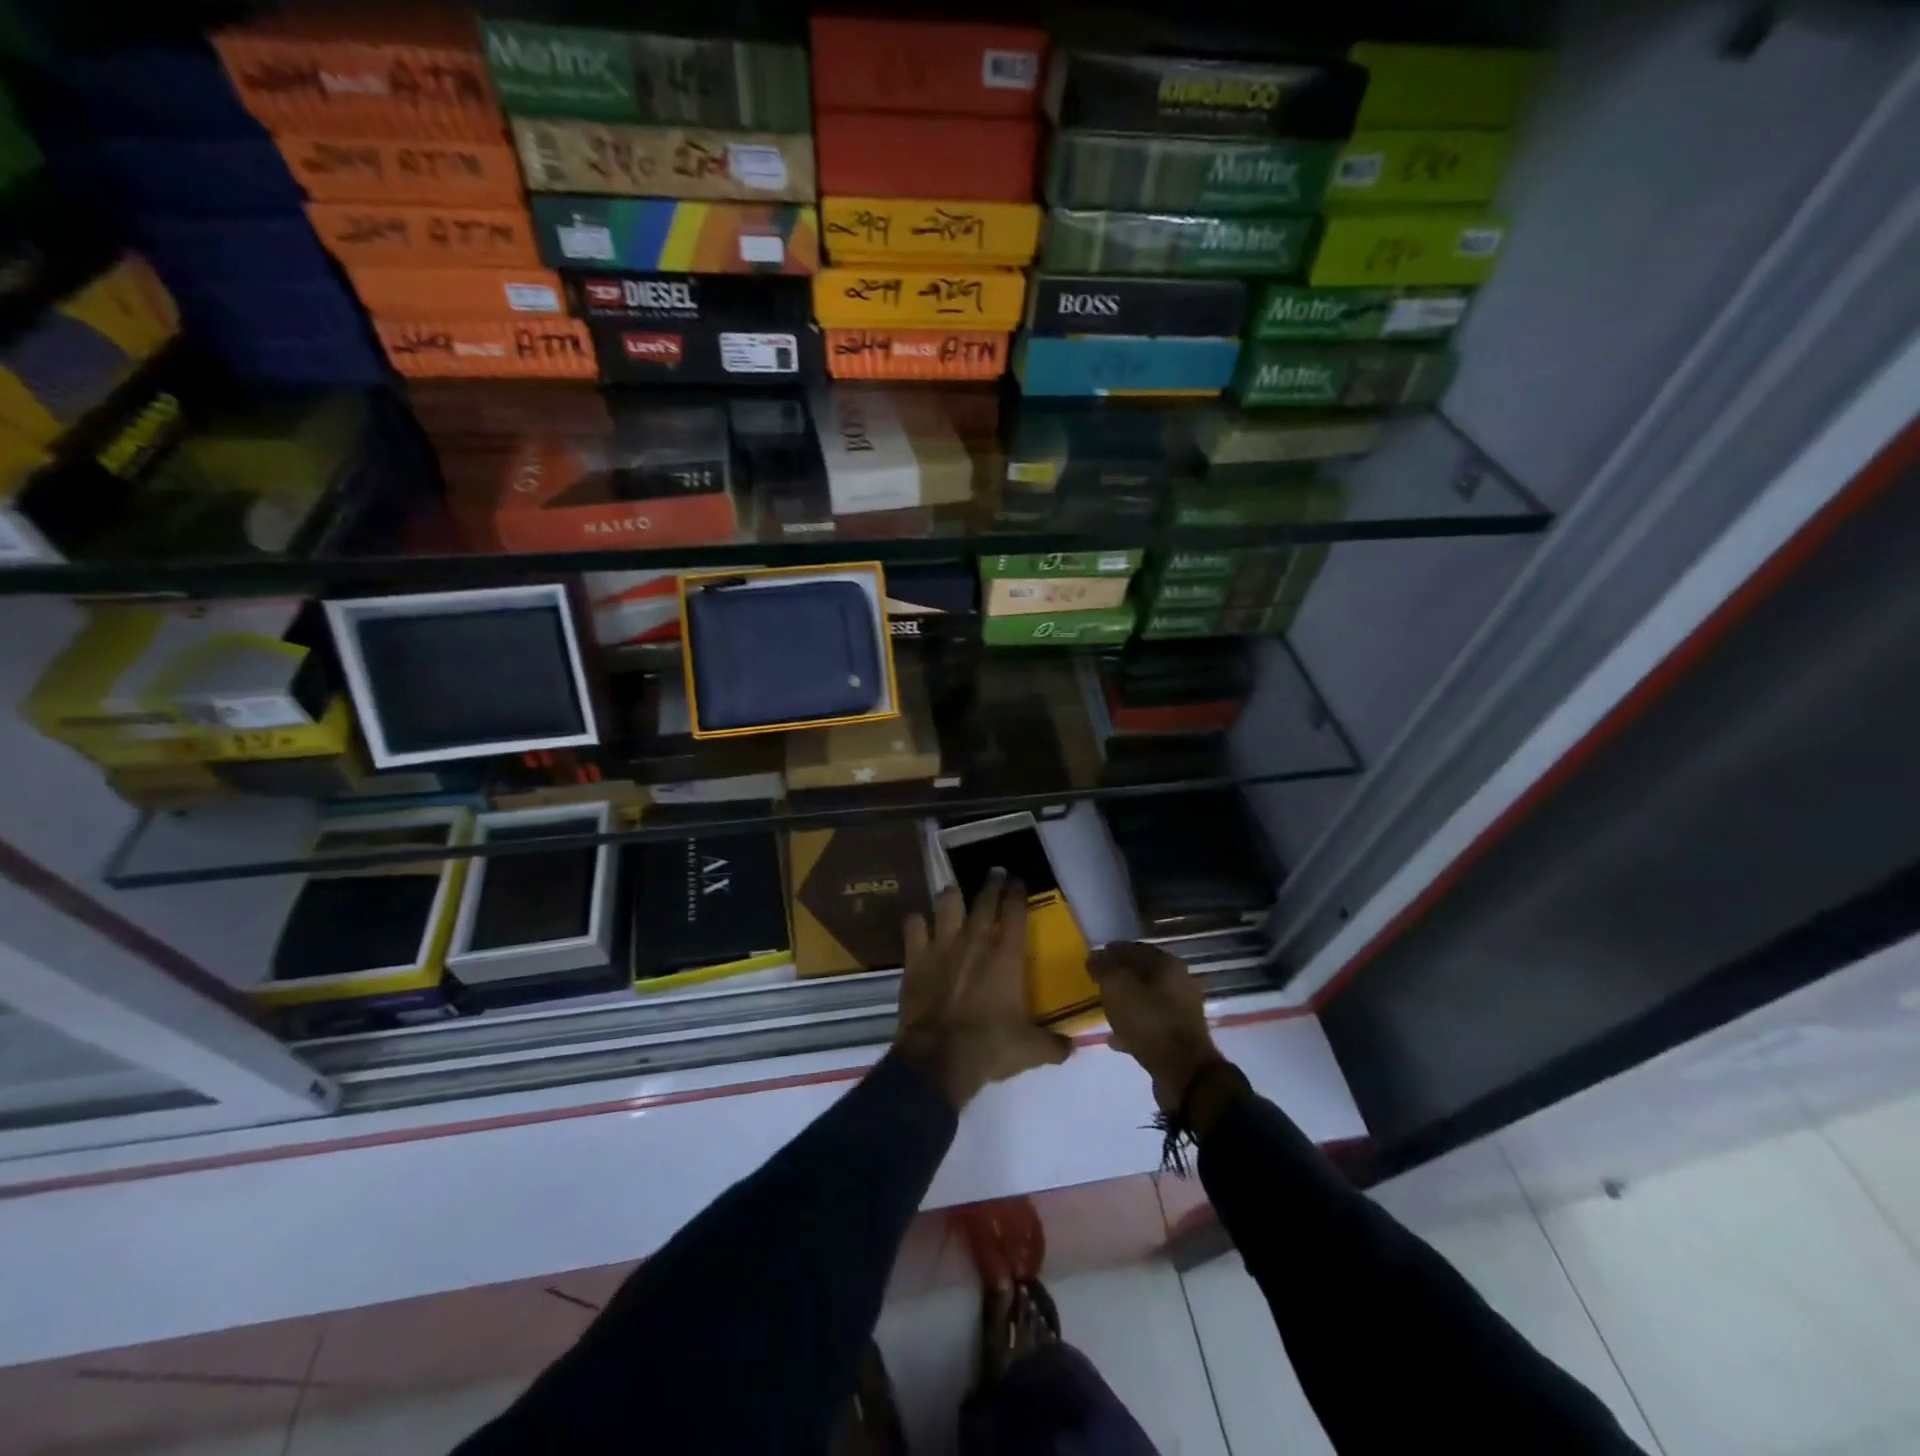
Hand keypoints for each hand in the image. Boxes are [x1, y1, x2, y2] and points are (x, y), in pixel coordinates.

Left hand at [894, 870, 1073, 1109]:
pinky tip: (919, 923)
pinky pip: (913, 926)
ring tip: (953, 891)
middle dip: (992, 883)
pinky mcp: (915, 957)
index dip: (1018, 892)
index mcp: (1006, 955)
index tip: (1019, 880)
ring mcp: (942, 945)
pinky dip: (916, 922)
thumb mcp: (1030, 1050)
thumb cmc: (989, 1046)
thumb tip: (1070, 1047)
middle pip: (984, 900)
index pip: (1015, 911)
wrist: (938, 1057)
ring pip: (947, 904)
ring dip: (951, 896)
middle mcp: (975, 940)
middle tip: (995, 872)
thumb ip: (1053, 1044)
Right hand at [1087, 942, 1222, 1111]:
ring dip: (1126, 1002)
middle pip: (1143, 974)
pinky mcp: (1179, 1037)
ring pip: (1146, 999)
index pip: (1135, 948)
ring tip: (1103, 1009)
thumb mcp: (1116, 988)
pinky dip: (1132, 1026)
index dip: (1112, 951)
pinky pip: (1150, 1024)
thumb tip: (1095, 956)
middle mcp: (1179, 983)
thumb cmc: (1148, 1021)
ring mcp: (1182, 1011)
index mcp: (1168, 964)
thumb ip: (1103, 968)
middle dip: (1119, 977)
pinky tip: (1114, 1037)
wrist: (1183, 1072)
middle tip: (1097, 983)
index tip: (1093, 959)